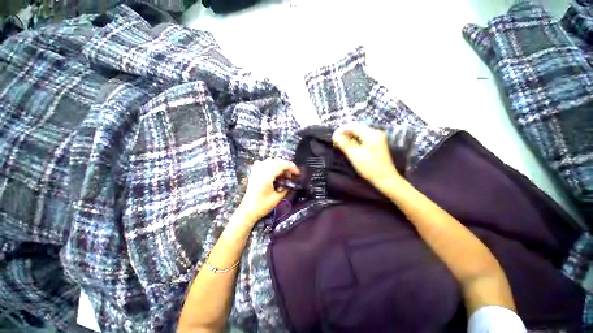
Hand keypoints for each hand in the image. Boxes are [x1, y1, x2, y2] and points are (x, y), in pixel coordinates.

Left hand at [237, 159, 300, 221]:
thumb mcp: (277, 198)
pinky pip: (264, 163)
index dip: (291, 166)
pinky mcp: (254, 173)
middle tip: (292, 174)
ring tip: (284, 174)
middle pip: (276, 161)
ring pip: (270, 161)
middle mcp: (261, 171)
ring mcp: (256, 171)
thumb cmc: (263, 206)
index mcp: (266, 177)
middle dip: (286, 166)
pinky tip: (274, 171)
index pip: (281, 165)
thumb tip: (291, 182)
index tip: (297, 172)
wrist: (248, 210)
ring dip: (279, 165)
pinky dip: (271, 165)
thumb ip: (285, 188)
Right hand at [332, 124, 401, 185]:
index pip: (353, 126)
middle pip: (357, 128)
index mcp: (371, 134)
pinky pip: (363, 138)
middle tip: (335, 141)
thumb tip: (335, 135)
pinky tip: (349, 145)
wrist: (385, 179)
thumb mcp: (354, 155)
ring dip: (349, 137)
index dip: (341, 130)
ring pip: (359, 133)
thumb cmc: (369, 167)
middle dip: (345, 133)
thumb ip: (344, 143)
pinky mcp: (376, 144)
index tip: (333, 137)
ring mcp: (377, 138)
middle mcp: (376, 133)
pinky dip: (355, 140)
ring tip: (340, 143)